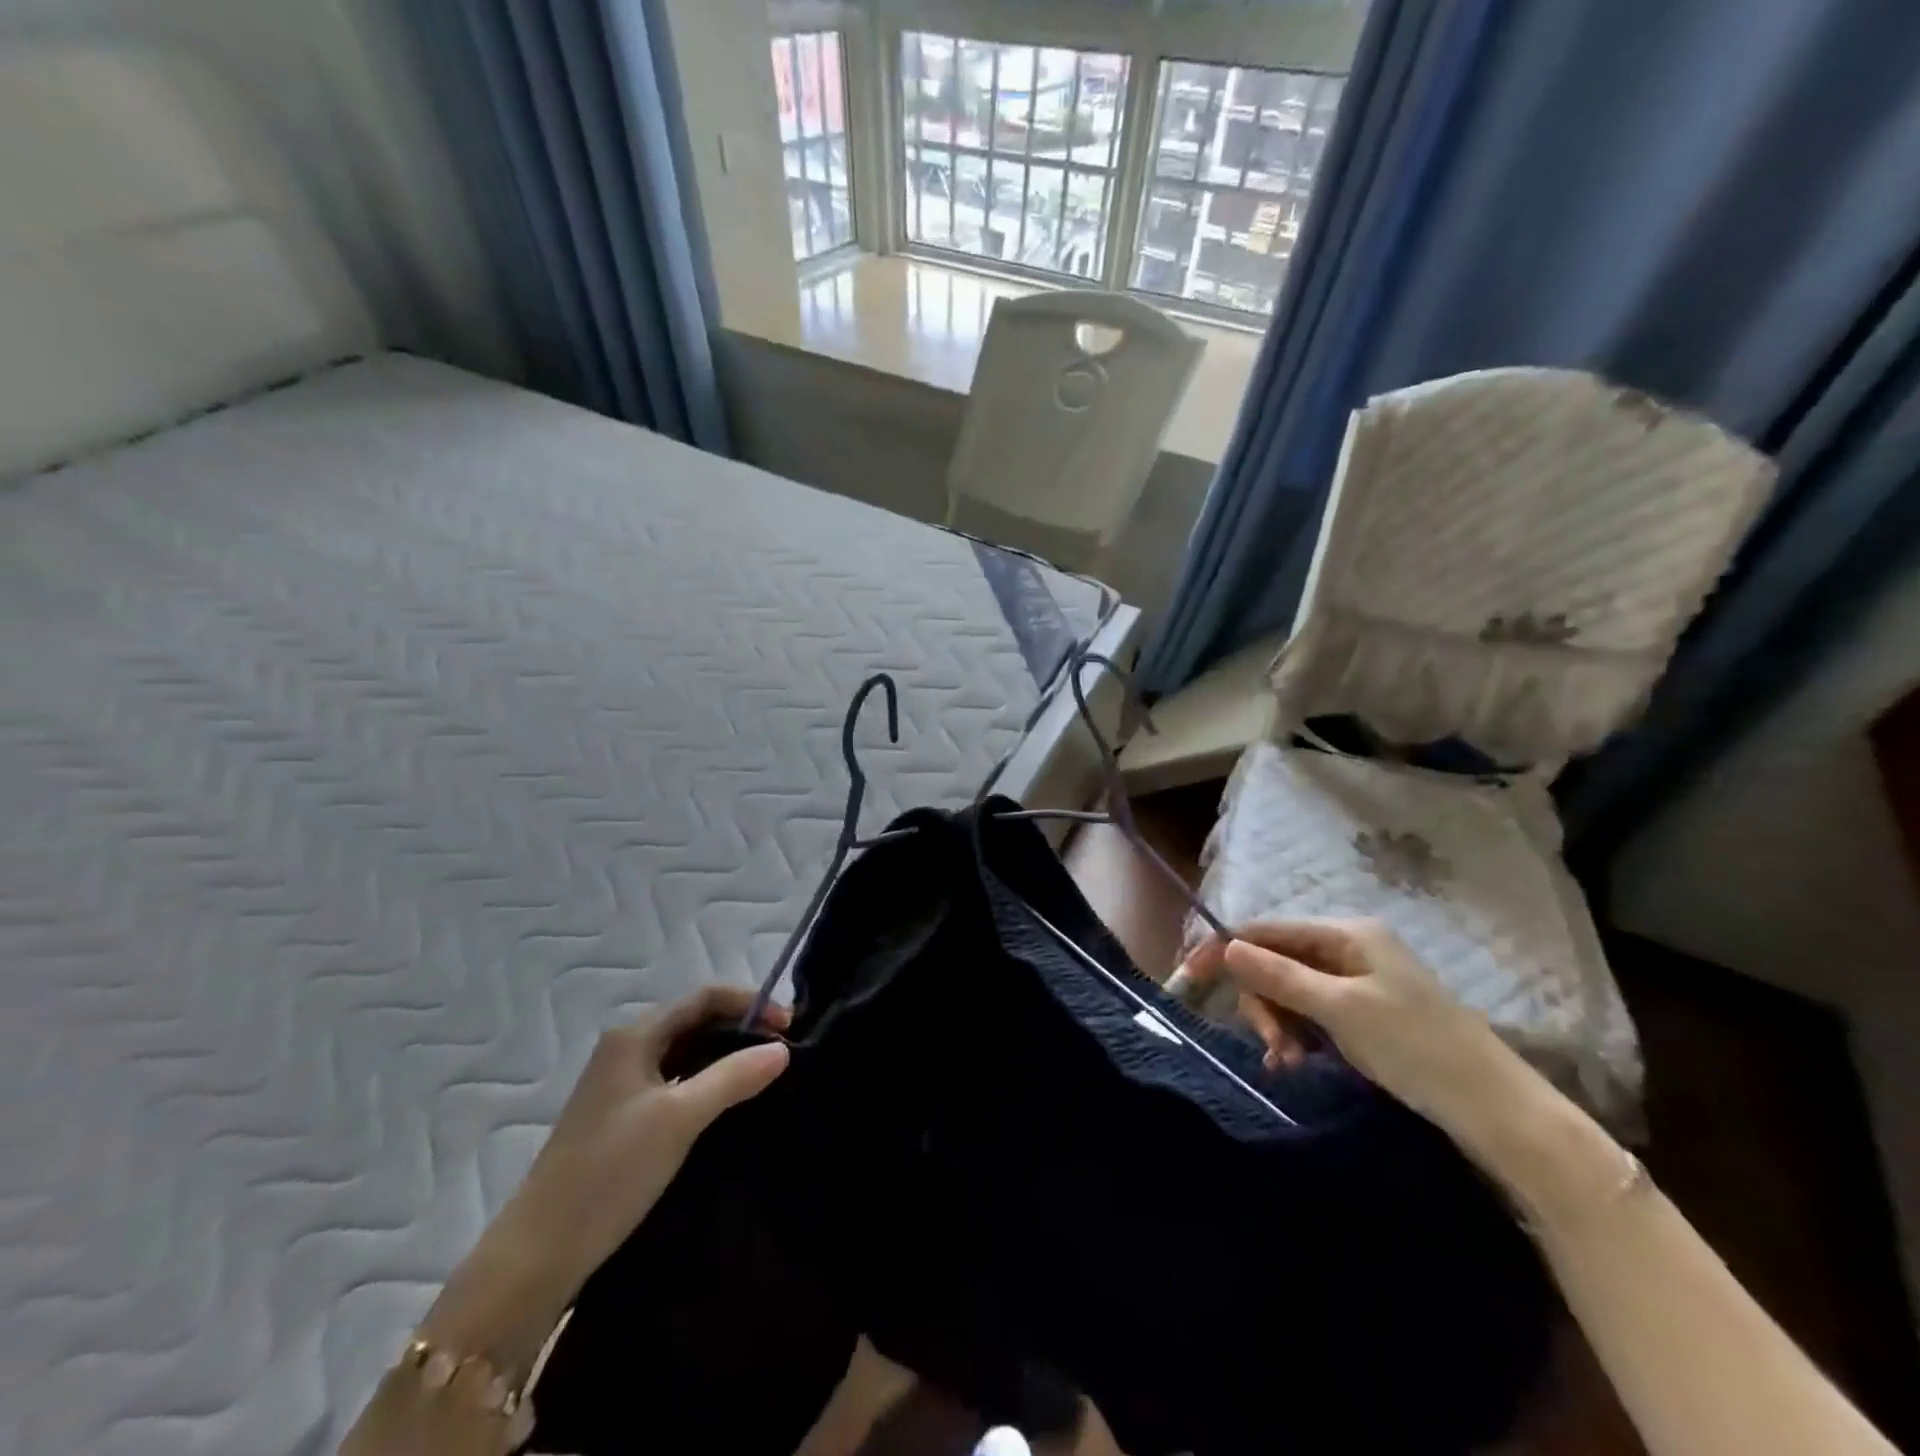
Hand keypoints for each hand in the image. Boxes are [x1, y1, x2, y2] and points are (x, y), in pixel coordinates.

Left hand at [420, 986, 789, 1379]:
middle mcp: (626, 1048)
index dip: (751, 1003)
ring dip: (725, 1054)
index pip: (705, 998)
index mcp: (635, 1036)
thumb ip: (732, 1078)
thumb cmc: (610, 1173)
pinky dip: (706, 1080)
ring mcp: (621, 1083)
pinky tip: (727, 1102)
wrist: (539, 1252)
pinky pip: (675, 1080)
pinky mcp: (622, 1115)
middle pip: (695, 1020)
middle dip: (741, 1027)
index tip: (790, 1026)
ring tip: (764, 1072)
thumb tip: (782, 1049)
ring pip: (686, 1051)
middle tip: (783, 1050)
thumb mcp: (679, 1119)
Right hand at [1177, 919, 1544, 1155]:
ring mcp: (1359, 982)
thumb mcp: (1340, 1010)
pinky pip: (1313, 1014)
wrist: (1497, 1110)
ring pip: (1292, 991)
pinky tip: (1297, 1062)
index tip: (1191, 974)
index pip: (1268, 929)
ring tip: (1289, 1062)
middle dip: (1264, 1001)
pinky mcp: (1366, 1014)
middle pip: (1278, 962)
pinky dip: (1299, 1035)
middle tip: (1272, 1046)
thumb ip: (1279, 976)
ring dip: (1280, 1024)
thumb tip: (1227, 947)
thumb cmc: (1417, 1048)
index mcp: (1347, 933)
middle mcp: (1350, 949)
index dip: (1228, 948)